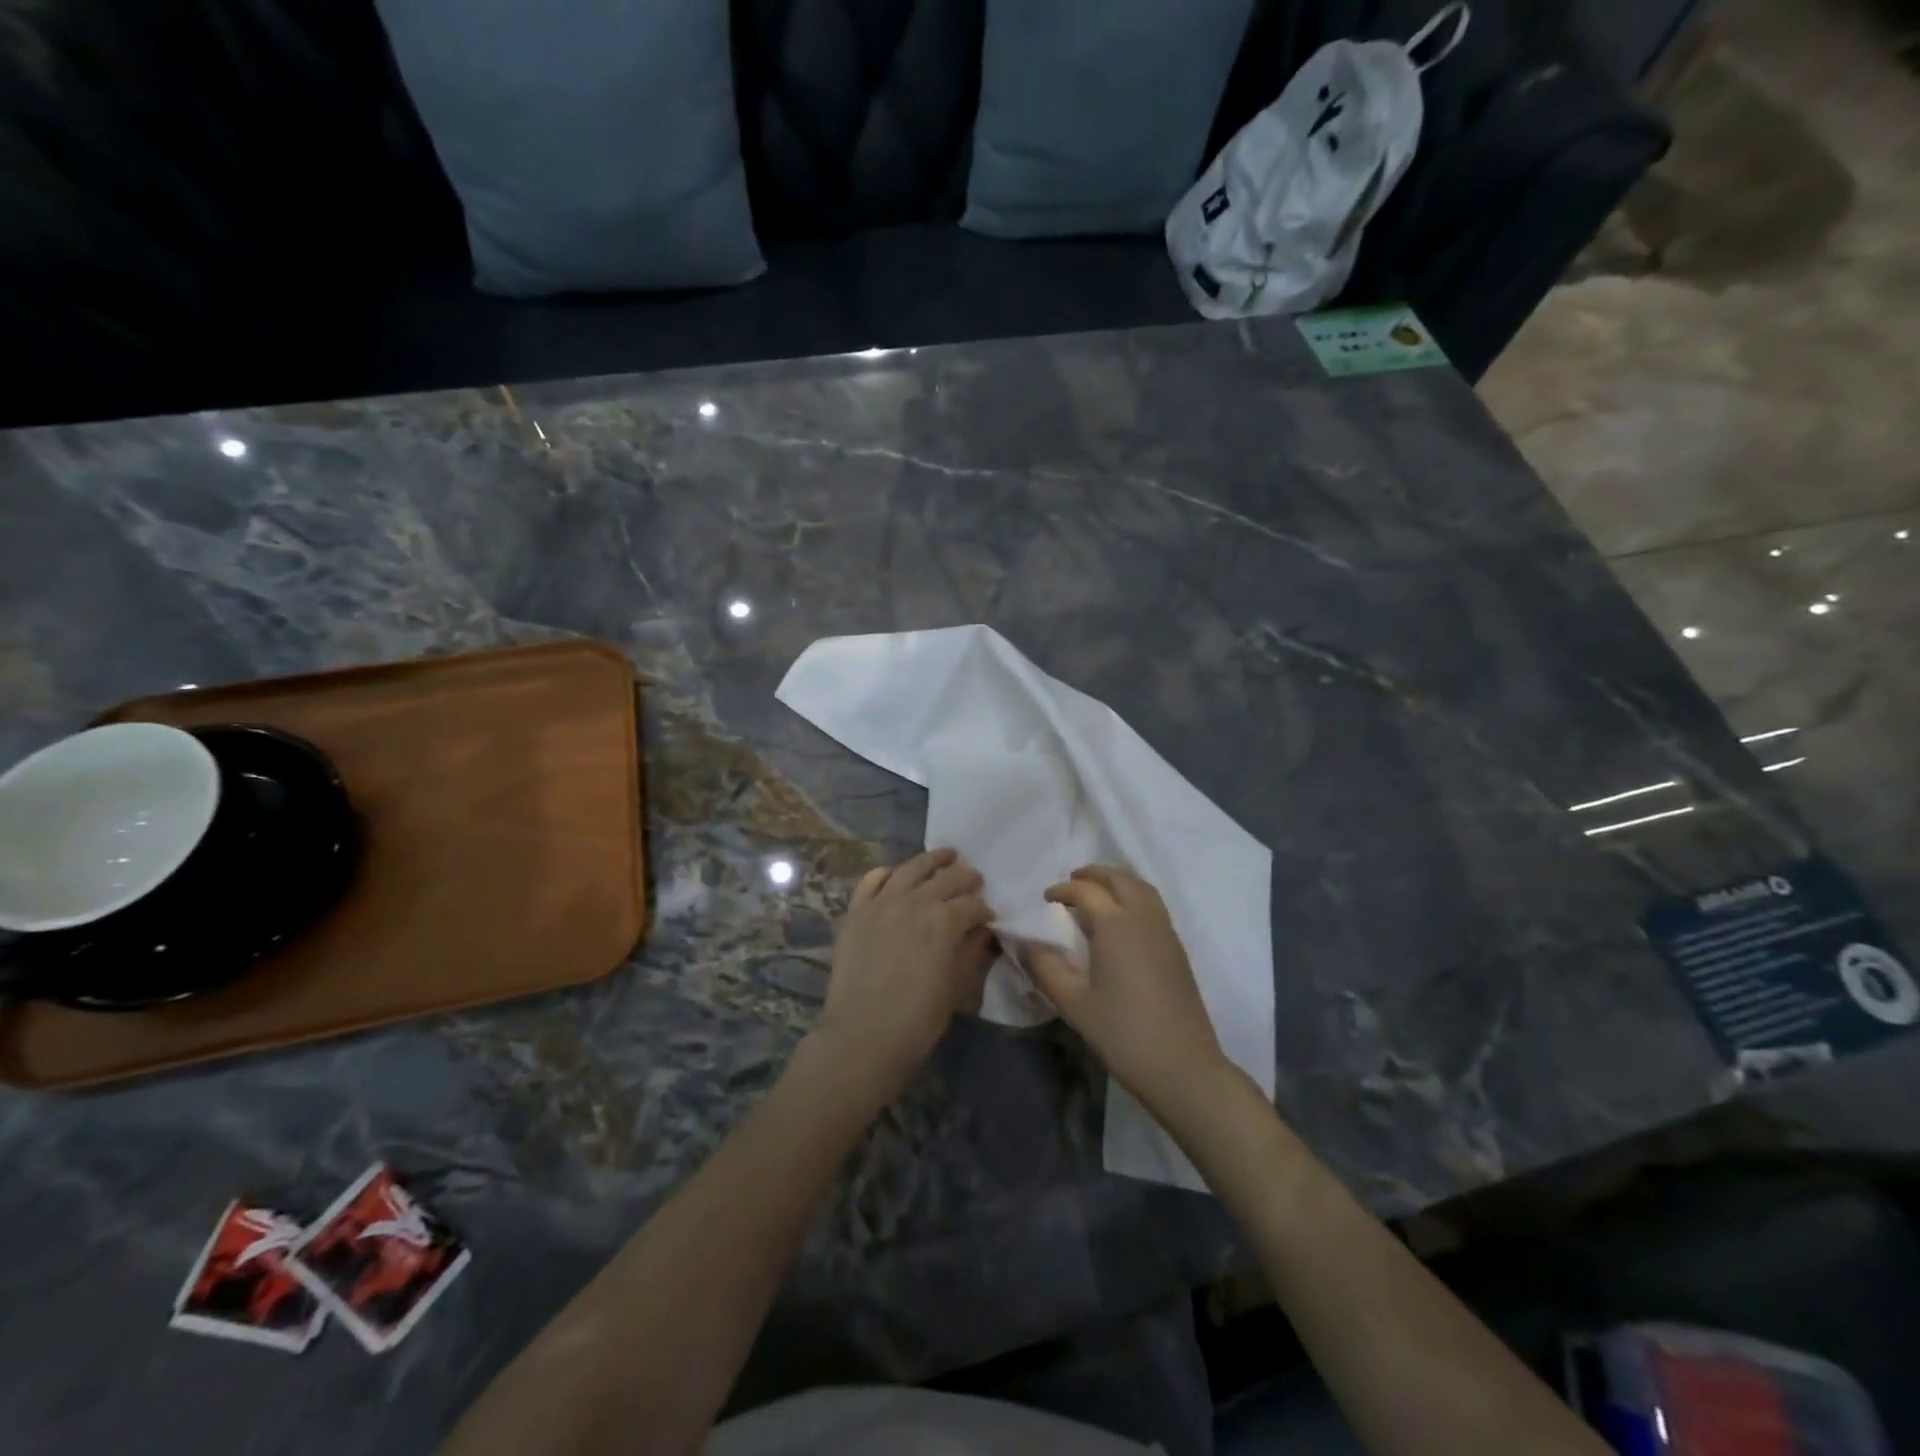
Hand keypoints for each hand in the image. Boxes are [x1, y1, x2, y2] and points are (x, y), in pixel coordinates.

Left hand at [814, 848, 995, 1095]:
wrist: (863, 1036)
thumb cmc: (918, 1018)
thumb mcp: (957, 985)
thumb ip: (971, 949)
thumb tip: (982, 929)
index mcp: (944, 921)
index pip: (973, 904)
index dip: (985, 909)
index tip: (990, 916)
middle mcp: (914, 901)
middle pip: (947, 877)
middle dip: (966, 878)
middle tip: (975, 881)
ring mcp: (882, 902)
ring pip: (912, 868)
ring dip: (933, 860)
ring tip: (946, 856)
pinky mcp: (857, 911)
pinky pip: (872, 879)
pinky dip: (888, 872)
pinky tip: (897, 874)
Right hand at [1025, 866, 1228, 1119]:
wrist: (1182, 1066)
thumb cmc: (1123, 1033)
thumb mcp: (1073, 1003)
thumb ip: (1045, 967)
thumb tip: (1027, 943)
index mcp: (1116, 925)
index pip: (1086, 891)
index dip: (1063, 890)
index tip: (1045, 899)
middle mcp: (1143, 918)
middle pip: (1119, 879)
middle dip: (1093, 874)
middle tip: (1070, 883)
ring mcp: (1165, 932)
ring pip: (1141, 888)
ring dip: (1117, 882)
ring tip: (1096, 895)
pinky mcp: (1177, 949)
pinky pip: (1153, 905)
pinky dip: (1133, 897)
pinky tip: (1120, 922)